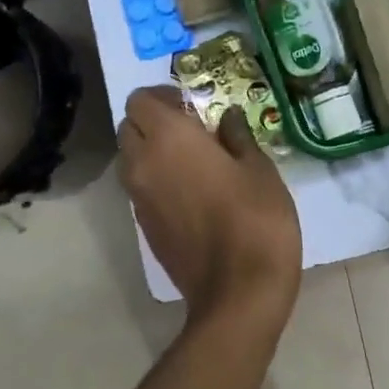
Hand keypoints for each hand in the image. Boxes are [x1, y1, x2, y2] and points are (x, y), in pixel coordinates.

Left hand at [118, 86, 301, 326]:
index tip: (192, 105)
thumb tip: (226, 117)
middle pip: (128, 127)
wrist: (238, 292)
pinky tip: (191, 192)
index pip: (140, 100)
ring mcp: (138, 199)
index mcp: (169, 139)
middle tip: (191, 130)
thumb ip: (237, 136)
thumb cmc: (256, 219)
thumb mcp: (259, 169)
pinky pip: (139, 189)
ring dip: (150, 151)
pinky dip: (155, 180)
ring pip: (129, 159)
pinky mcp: (144, 227)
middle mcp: (143, 163)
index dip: (162, 96)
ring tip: (191, 161)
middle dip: (152, 122)